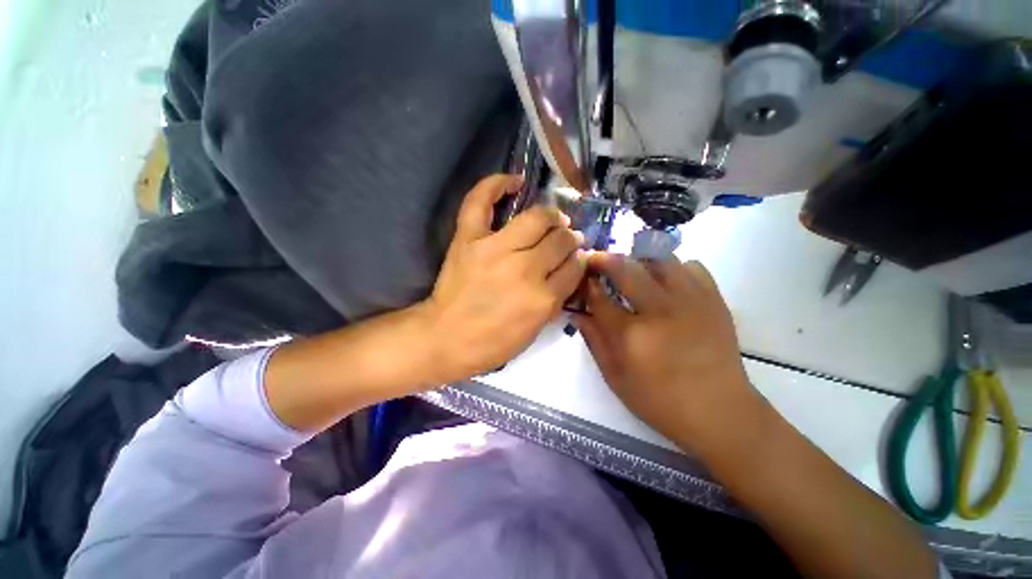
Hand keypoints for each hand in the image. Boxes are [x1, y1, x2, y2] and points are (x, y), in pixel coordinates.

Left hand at [420, 174, 587, 382]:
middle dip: (569, 237)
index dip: (579, 259)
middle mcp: (525, 269)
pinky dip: (496, 184)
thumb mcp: (535, 330)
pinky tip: (515, 181)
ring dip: (551, 216)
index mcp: (543, 298)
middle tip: (567, 238)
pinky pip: (481, 201)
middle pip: (560, 240)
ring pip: (536, 218)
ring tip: (553, 218)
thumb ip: (556, 300)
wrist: (446, 337)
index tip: (578, 255)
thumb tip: (570, 270)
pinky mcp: (469, 239)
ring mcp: (495, 249)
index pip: (574, 267)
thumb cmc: (492, 342)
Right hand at [573, 253, 759, 456]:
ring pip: (659, 259)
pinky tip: (667, 283)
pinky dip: (674, 268)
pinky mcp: (714, 300)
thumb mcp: (616, 378)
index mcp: (631, 335)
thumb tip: (577, 314)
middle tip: (598, 260)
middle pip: (625, 268)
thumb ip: (594, 342)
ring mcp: (691, 301)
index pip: (599, 297)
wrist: (720, 412)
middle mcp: (659, 310)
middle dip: (605, 259)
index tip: (582, 278)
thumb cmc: (660, 401)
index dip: (586, 284)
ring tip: (632, 270)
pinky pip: (691, 266)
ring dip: (639, 260)